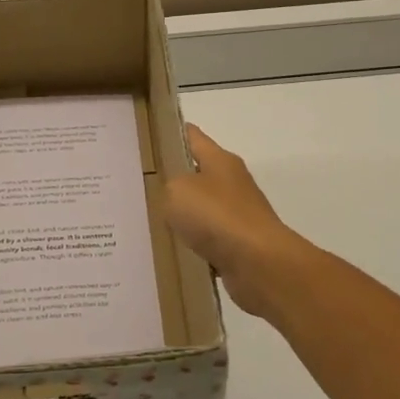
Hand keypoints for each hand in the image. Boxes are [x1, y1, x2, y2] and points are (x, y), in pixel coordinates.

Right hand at [164, 125, 312, 318]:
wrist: (258, 263)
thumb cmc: (216, 216)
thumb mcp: (177, 190)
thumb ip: (169, 186)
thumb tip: (176, 197)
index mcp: (220, 160)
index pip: (193, 137)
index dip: (172, 135)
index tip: (150, 137)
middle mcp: (232, 182)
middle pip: (198, 173)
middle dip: (173, 179)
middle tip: (141, 186)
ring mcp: (238, 214)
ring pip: (202, 209)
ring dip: (184, 215)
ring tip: (152, 221)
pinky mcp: (239, 244)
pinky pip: (209, 239)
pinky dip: (194, 244)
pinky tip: (174, 250)